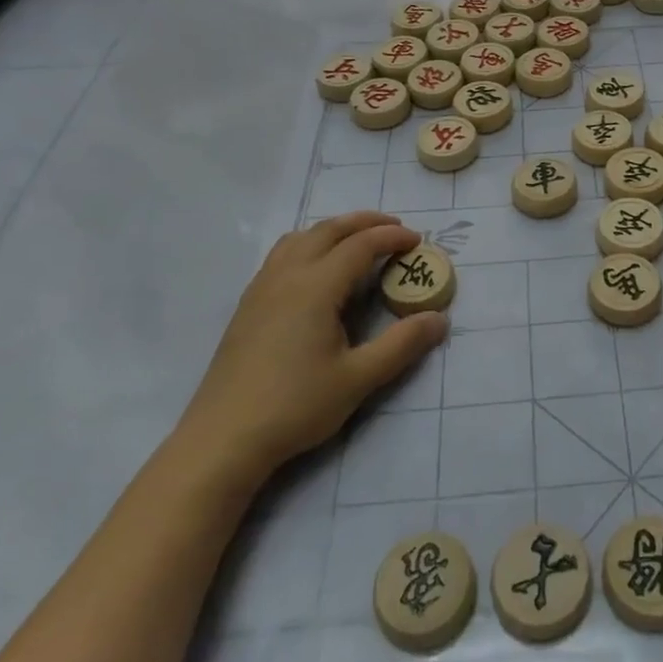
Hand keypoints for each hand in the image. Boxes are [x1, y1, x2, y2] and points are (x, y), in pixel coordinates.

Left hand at [176, 213, 446, 486]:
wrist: (223, 438)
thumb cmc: (295, 406)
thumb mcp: (358, 379)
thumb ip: (402, 345)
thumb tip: (439, 319)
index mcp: (315, 287)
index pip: (360, 245)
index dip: (392, 237)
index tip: (417, 240)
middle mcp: (287, 275)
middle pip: (328, 230)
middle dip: (365, 222)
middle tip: (395, 228)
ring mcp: (262, 288)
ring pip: (300, 237)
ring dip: (334, 229)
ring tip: (357, 240)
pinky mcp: (248, 305)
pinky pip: (283, 254)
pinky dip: (310, 244)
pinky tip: (317, 270)